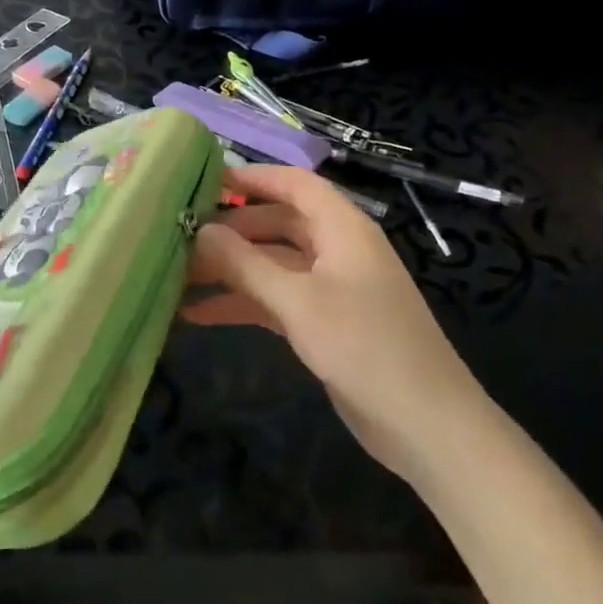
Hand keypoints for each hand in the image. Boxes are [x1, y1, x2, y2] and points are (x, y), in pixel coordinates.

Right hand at [183, 164, 483, 476]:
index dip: (253, 177)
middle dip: (231, 231)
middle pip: (277, 223)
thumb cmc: (364, 347)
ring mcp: (332, 288)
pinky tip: (199, 314)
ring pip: (273, 265)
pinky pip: (277, 299)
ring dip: (230, 270)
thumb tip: (200, 230)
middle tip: (179, 237)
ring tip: (176, 276)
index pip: (294, 184)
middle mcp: (337, 249)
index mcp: (343, 228)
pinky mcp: (326, 323)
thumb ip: (246, 264)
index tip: (204, 180)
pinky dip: (243, 303)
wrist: (426, 426)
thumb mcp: (298, 301)